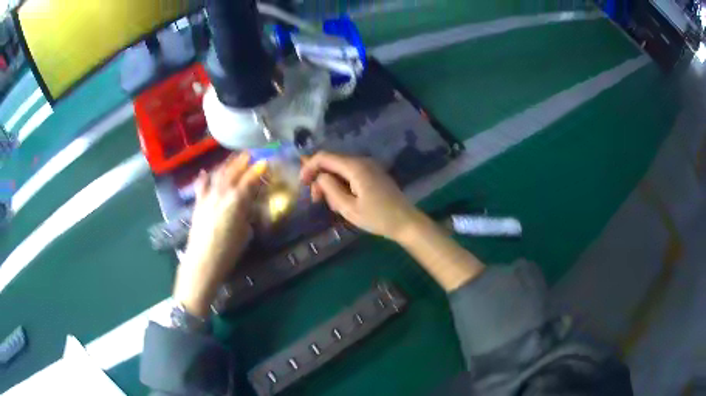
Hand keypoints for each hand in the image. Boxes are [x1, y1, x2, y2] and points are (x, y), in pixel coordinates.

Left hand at [174, 153, 266, 316]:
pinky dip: (205, 178)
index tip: (266, 162)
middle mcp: (222, 192)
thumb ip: (247, 214)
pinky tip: (206, 172)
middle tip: (250, 154)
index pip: (250, 179)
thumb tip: (248, 205)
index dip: (258, 169)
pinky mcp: (198, 204)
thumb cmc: (228, 251)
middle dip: (242, 161)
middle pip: (233, 171)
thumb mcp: (245, 232)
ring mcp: (208, 196)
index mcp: (237, 199)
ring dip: (227, 165)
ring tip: (233, 159)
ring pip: (218, 175)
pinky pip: (201, 186)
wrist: (202, 261)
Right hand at [300, 152, 424, 241]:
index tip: (302, 184)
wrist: (406, 222)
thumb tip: (319, 177)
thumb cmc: (378, 218)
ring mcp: (369, 167)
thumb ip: (330, 189)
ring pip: (341, 169)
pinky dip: (342, 184)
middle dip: (320, 178)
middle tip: (316, 200)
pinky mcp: (373, 174)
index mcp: (356, 167)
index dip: (309, 167)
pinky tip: (343, 201)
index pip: (324, 157)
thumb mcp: (349, 208)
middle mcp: (362, 161)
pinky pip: (351, 174)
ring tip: (332, 205)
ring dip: (331, 183)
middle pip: (332, 162)